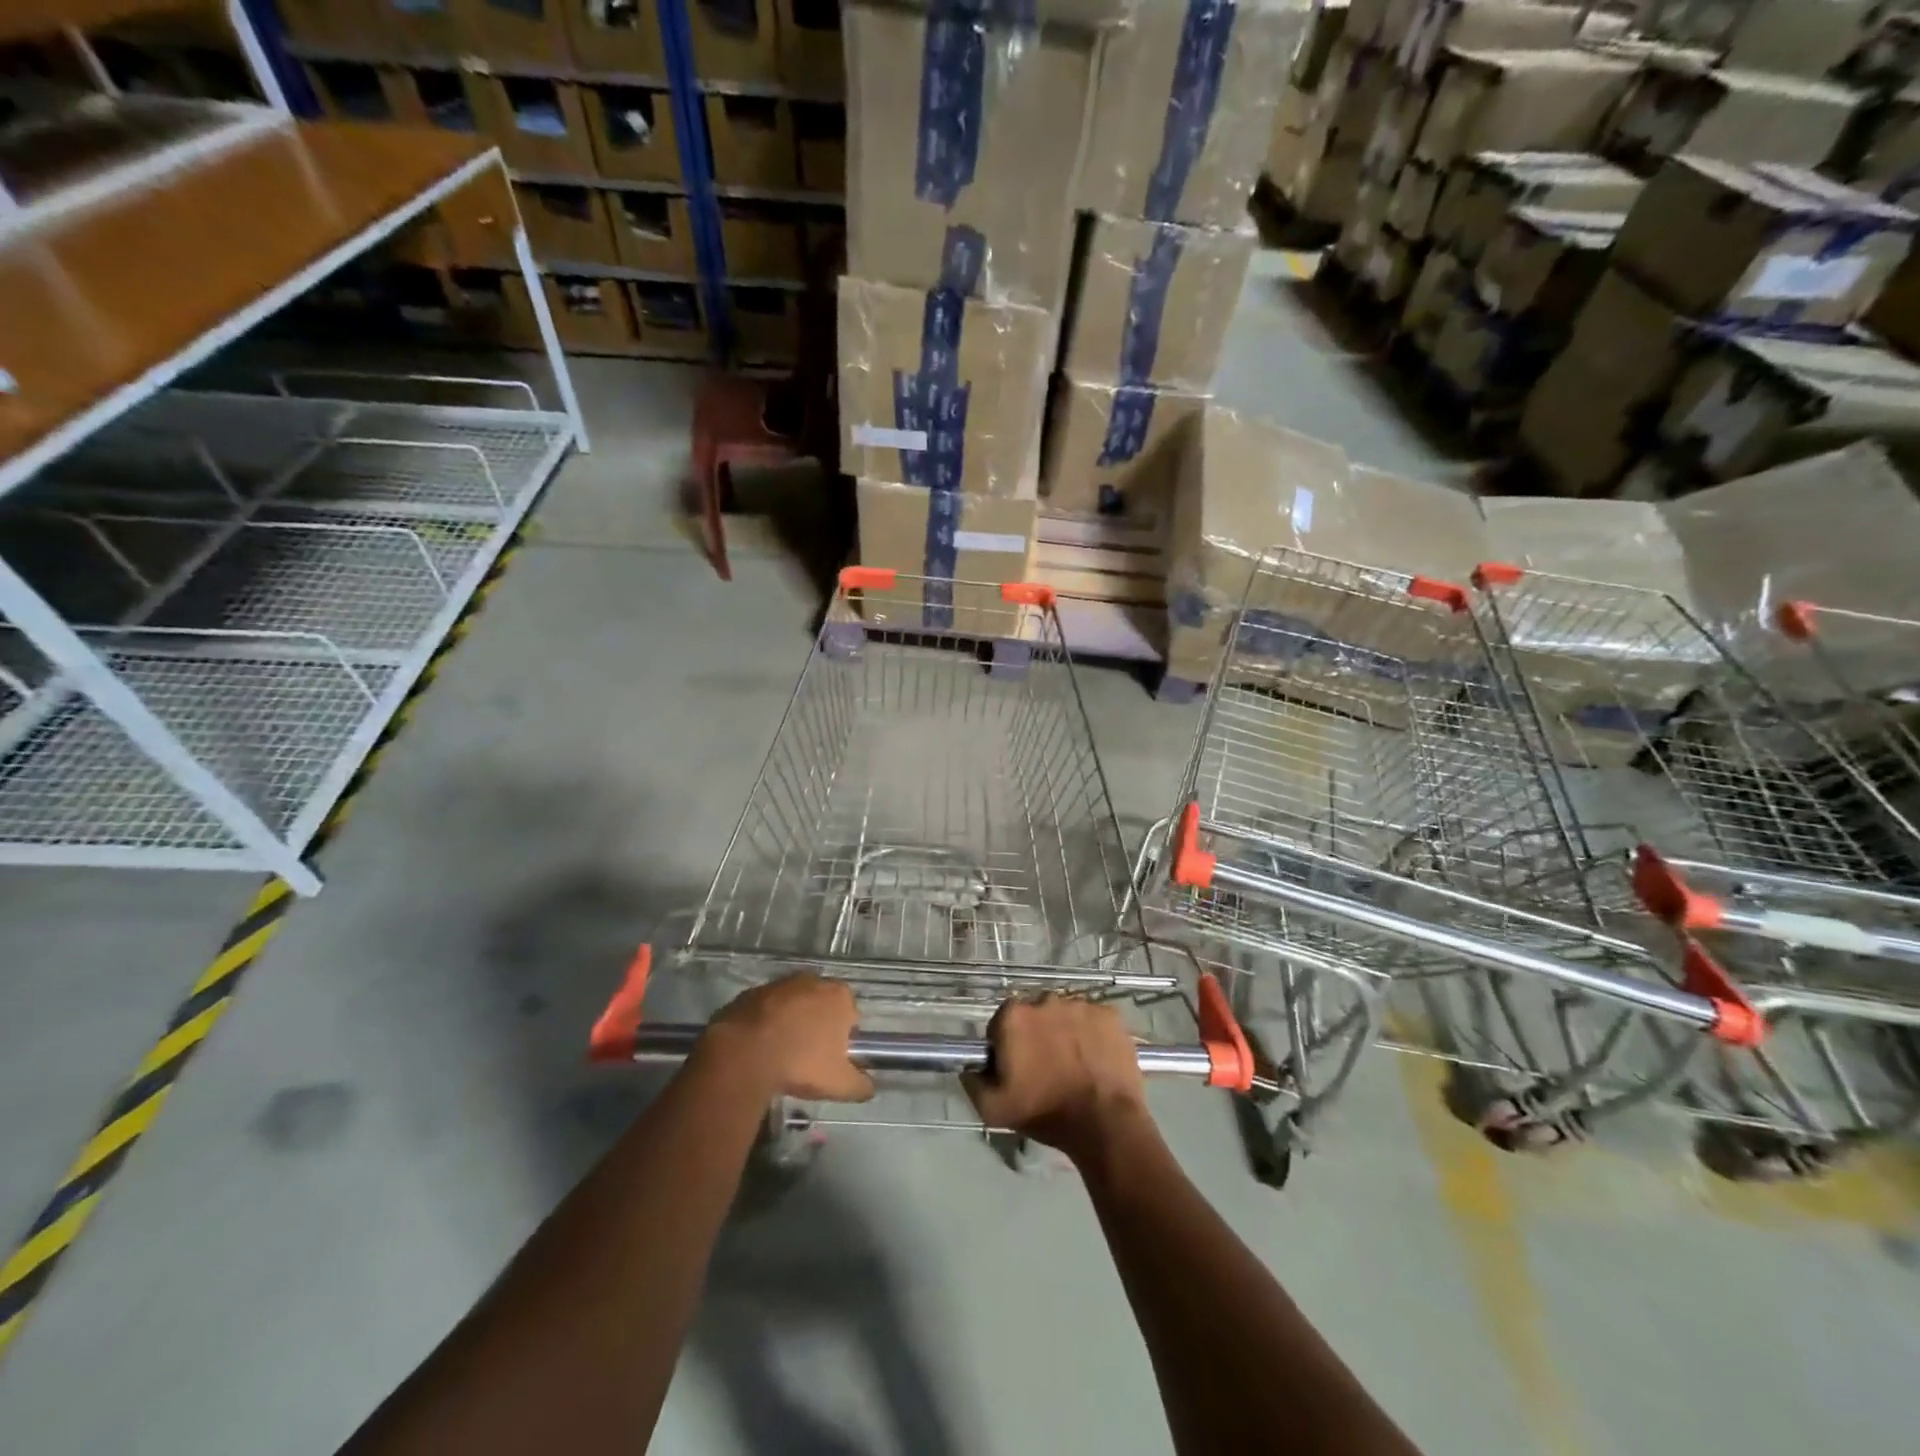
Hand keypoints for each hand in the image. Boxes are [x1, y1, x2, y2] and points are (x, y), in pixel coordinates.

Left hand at [704, 973, 873, 1102]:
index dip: (843, 1037)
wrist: (743, 1054)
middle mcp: (813, 980)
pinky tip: (759, 1048)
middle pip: (821, 1005)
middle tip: (807, 1057)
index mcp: (839, 996)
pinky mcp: (751, 992)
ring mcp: (780, 984)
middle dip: (817, 1026)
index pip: (851, 1014)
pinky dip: (765, 1024)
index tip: (831, 1058)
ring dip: (790, 1023)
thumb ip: (860, 1085)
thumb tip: (869, 1088)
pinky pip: (766, 1009)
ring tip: (781, 1054)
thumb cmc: (801, 1063)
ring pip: (792, 1005)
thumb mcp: (840, 1084)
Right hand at [963, 995, 1150, 1162]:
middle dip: (1036, 1035)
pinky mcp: (1109, 1014)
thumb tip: (969, 1067)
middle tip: (1045, 1068)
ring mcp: (1080, 1004)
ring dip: (1064, 1033)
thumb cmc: (1045, 1112)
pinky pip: (1093, 1020)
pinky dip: (1092, 1035)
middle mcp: (1045, 999)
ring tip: (1073, 1066)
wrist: (1104, 1122)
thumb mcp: (993, 1109)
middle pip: (1034, 1015)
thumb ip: (972, 1082)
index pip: (1001, 1024)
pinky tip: (1095, 1060)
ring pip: (1064, 1015)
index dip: (1006, 1047)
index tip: (1016, 1070)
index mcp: (1013, 1015)